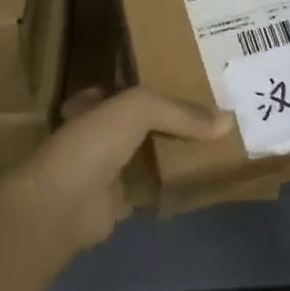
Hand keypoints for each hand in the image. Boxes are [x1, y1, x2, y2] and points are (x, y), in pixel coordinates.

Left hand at [20, 86, 229, 251]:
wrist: (62, 207)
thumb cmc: (93, 144)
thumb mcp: (139, 108)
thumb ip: (180, 111)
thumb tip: (227, 121)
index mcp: (93, 106)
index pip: (123, 90)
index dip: (149, 86)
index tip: (184, 84)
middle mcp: (96, 136)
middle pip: (139, 125)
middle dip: (168, 123)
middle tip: (209, 118)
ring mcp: (104, 172)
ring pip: (145, 157)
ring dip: (171, 155)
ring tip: (212, 146)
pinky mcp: (115, 205)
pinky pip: (149, 190)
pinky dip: (169, 188)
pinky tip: (197, 181)